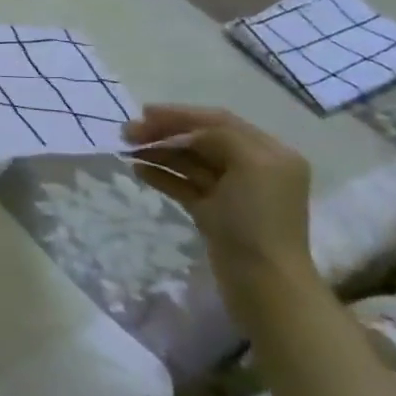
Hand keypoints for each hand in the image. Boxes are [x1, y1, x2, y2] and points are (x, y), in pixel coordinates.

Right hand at [122, 104, 317, 310]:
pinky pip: (184, 184)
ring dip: (158, 152)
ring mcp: (232, 192)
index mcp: (269, 153)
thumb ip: (219, 136)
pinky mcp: (214, 212)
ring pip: (188, 161)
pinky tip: (138, 171)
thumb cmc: (257, 219)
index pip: (219, 121)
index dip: (180, 114)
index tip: (143, 113)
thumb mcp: (249, 164)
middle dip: (164, 133)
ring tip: (126, 151)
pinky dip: (162, 175)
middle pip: (201, 139)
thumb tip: (185, 135)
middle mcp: (253, 168)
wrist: (263, 281)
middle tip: (126, 133)